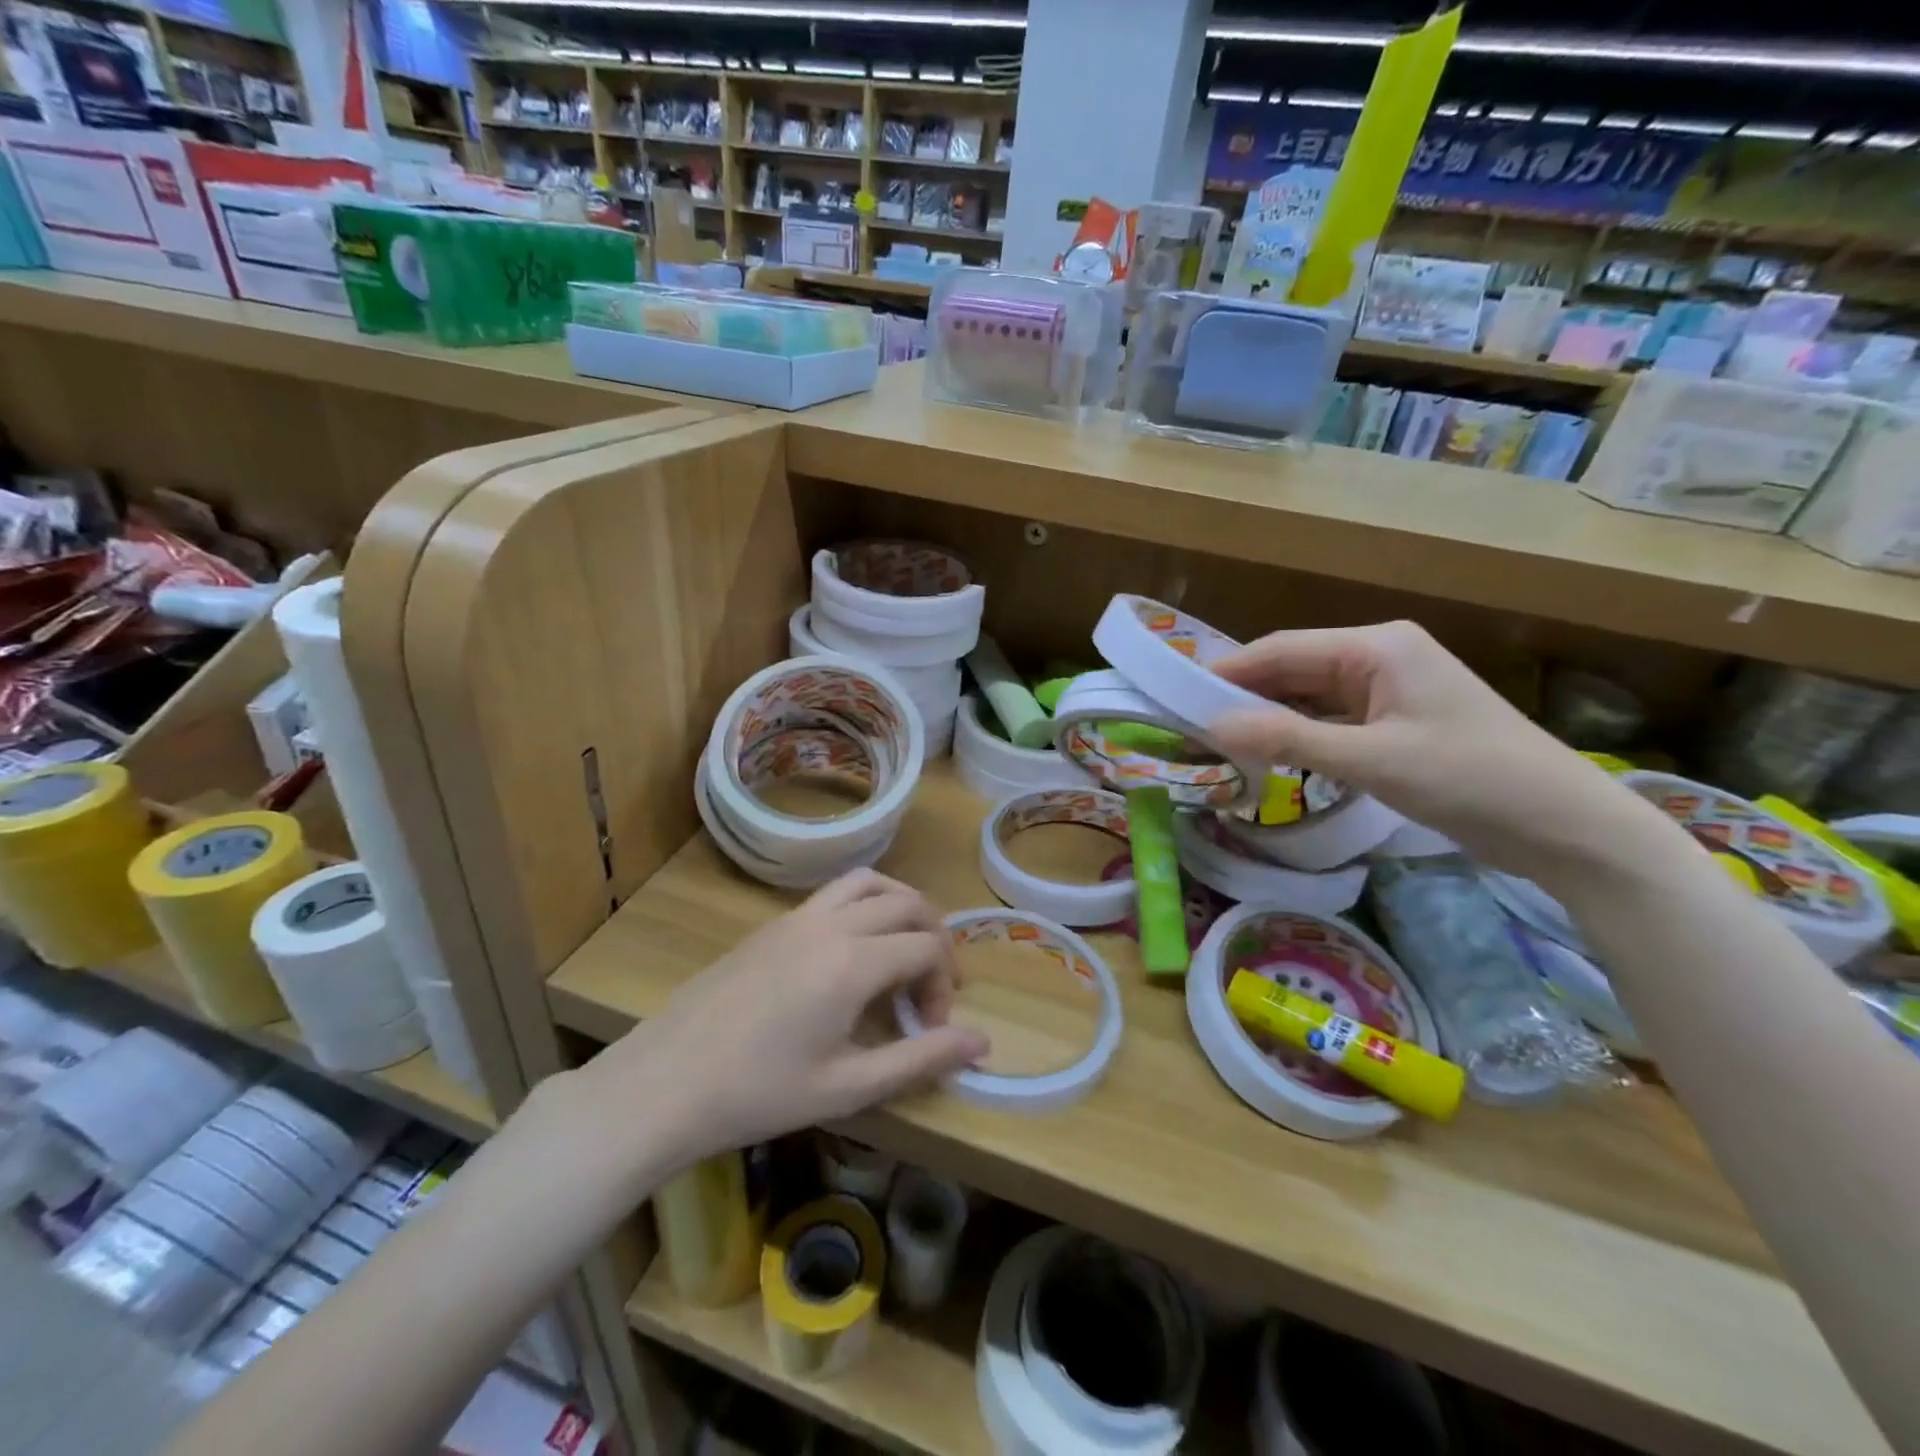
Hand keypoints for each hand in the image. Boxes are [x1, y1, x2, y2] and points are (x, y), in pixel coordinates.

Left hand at [584, 870, 988, 1175]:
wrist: (664, 1083)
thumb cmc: (759, 1094)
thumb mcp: (848, 1087)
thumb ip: (920, 1059)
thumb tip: (983, 1042)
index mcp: (853, 962)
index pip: (927, 948)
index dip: (945, 984)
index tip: (933, 1028)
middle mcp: (831, 924)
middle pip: (908, 903)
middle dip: (934, 938)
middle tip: (932, 986)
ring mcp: (796, 917)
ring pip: (869, 883)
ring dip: (900, 905)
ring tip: (905, 948)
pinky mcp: (771, 924)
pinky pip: (834, 894)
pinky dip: (864, 905)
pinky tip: (852, 953)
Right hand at [1208, 621, 1666, 874]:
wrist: (1565, 827)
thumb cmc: (1470, 779)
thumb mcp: (1371, 760)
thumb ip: (1289, 740)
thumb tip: (1213, 727)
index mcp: (1377, 646)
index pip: (1282, 649)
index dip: (1229, 672)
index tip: (1178, 696)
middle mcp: (1380, 657)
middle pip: (1294, 670)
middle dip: (1246, 696)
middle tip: (1191, 726)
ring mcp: (1391, 692)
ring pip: (1311, 698)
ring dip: (1271, 718)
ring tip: (1219, 742)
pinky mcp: (1398, 724)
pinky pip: (1332, 721)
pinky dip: (1300, 736)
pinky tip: (1271, 755)